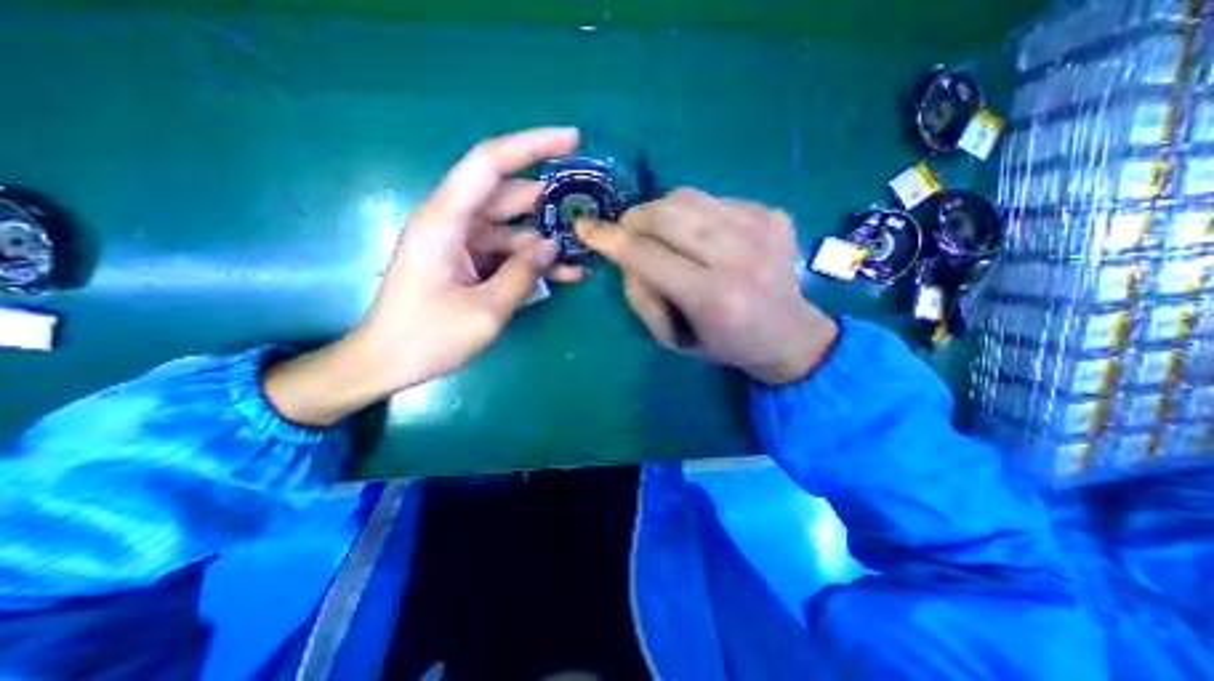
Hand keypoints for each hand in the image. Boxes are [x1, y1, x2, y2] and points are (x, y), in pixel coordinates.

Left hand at [265, 127, 581, 426]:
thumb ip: (522, 274)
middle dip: (549, 200)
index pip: (490, 163)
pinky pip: (506, 252)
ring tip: (582, 251)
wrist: (389, 361)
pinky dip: (532, 261)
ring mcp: (461, 243)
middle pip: (507, 195)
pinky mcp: (467, 262)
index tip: (572, 139)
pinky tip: (564, 273)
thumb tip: (550, 246)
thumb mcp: (486, 310)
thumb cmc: (429, 337)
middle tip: (588, 208)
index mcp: (446, 221)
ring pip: (512, 228)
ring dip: (545, 239)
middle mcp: (453, 222)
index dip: (532, 145)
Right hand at [576, 188, 834, 384]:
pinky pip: (713, 198)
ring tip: (662, 234)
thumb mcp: (676, 338)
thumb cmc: (726, 345)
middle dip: (635, 220)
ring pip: (687, 196)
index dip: (610, 239)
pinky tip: (703, 236)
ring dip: (661, 212)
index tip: (585, 227)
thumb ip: (644, 296)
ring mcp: (761, 228)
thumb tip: (624, 251)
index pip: (647, 256)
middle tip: (629, 234)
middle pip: (665, 214)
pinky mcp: (773, 213)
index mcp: (714, 298)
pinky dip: (694, 214)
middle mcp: (739, 257)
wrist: (790, 334)